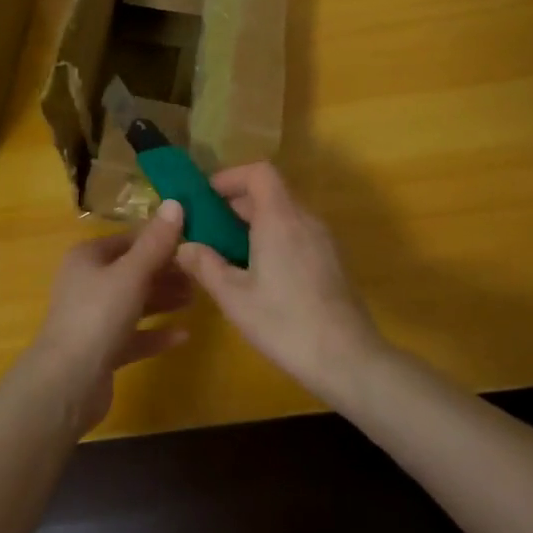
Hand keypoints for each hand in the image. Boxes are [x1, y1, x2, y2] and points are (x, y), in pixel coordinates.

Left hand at [27, 201, 190, 432]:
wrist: (67, 383)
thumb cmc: (97, 316)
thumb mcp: (131, 274)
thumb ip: (155, 242)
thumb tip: (175, 202)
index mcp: (88, 257)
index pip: (129, 239)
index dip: (160, 239)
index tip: (194, 242)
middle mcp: (87, 283)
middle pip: (132, 271)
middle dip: (166, 271)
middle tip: (201, 274)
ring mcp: (92, 318)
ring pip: (134, 302)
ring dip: (163, 299)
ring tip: (197, 298)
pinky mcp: (101, 350)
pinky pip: (134, 335)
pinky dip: (155, 333)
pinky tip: (183, 335)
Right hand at [175, 164, 383, 402]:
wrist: (348, 361)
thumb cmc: (285, 323)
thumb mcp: (234, 297)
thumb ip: (205, 265)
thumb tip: (184, 246)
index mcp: (280, 218)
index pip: (258, 172)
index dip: (230, 177)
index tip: (205, 199)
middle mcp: (305, 220)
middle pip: (269, 192)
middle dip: (234, 205)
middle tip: (206, 232)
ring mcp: (323, 240)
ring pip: (283, 215)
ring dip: (253, 224)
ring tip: (226, 255)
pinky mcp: (332, 261)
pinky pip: (296, 234)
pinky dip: (272, 239)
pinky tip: (258, 274)